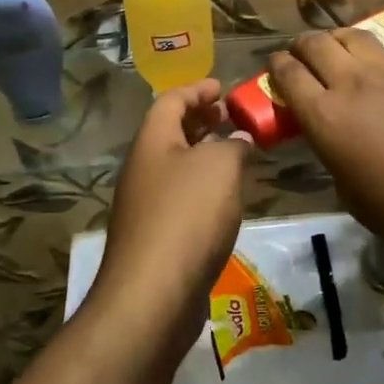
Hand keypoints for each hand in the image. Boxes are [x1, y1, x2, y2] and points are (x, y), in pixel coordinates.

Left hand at [93, 80, 252, 330]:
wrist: (153, 296)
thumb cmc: (187, 216)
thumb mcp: (220, 166)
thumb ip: (235, 145)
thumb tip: (240, 140)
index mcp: (152, 142)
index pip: (171, 100)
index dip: (197, 89)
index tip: (222, 87)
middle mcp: (143, 169)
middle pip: (171, 132)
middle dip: (201, 121)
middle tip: (231, 117)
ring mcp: (146, 205)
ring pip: (177, 167)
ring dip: (205, 155)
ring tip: (238, 154)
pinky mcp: (156, 238)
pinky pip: (181, 198)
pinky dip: (204, 187)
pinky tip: (227, 199)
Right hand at [267, 30, 383, 249]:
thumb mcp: (345, 185)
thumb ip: (329, 145)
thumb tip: (330, 130)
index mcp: (325, 115)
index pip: (288, 73)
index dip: (277, 66)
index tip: (277, 68)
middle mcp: (352, 82)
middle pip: (316, 43)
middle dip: (302, 47)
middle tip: (303, 57)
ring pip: (352, 36)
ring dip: (336, 41)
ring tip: (337, 51)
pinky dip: (371, 54)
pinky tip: (376, 66)